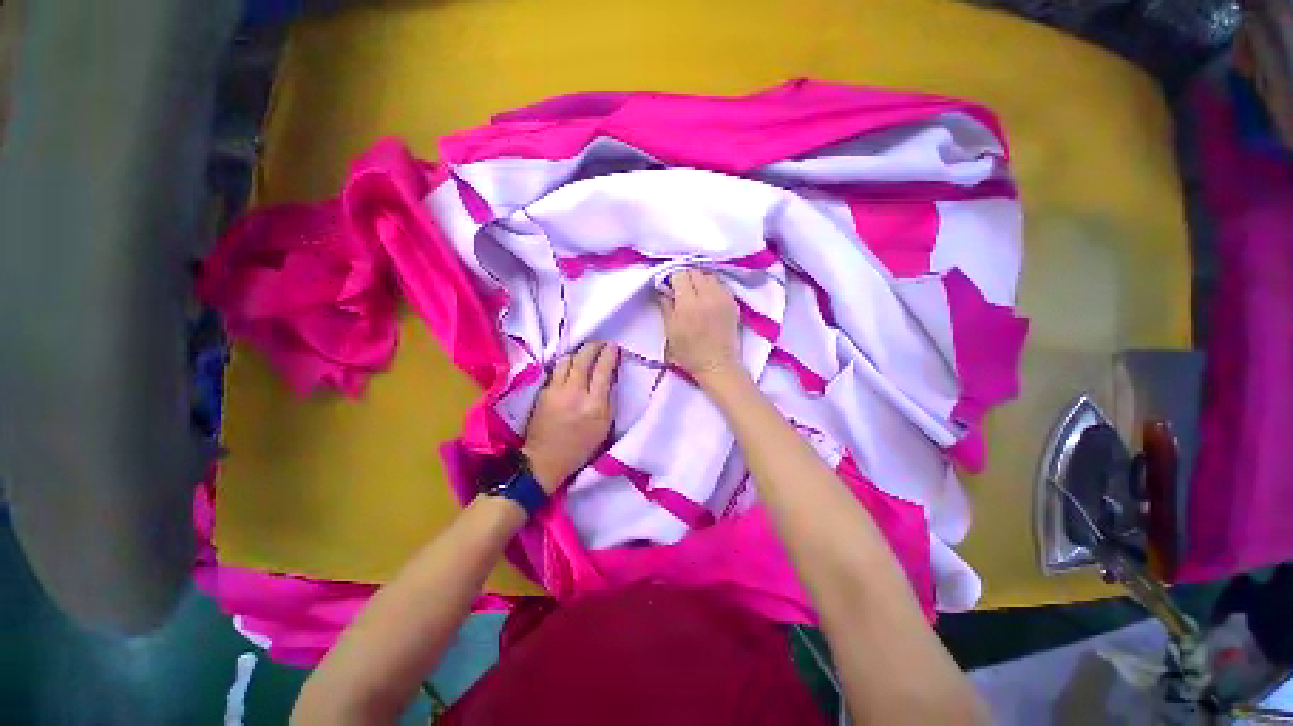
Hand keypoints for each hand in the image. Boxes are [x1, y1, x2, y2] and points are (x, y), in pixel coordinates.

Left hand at [522, 342, 619, 492]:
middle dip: (594, 347)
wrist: (545, 459)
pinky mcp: (543, 392)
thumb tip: (610, 376)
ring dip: (578, 354)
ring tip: (584, 356)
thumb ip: (609, 399)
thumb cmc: (581, 446)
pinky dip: (566, 365)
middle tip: (601, 345)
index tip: (614, 347)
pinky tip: (570, 369)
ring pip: (567, 360)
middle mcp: (574, 393)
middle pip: (583, 358)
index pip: (603, 370)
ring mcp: (555, 390)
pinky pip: (556, 370)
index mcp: (594, 404)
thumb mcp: (604, 426)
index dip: (609, 354)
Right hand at [658, 269, 741, 384]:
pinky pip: (720, 284)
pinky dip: (712, 286)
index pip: (680, 274)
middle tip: (681, 289)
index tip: (669, 286)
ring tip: (695, 292)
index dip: (672, 278)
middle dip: (685, 277)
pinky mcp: (733, 302)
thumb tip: (662, 287)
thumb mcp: (670, 331)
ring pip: (709, 275)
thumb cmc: (689, 353)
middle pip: (694, 271)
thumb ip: (666, 305)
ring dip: (699, 279)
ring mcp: (723, 297)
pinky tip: (708, 297)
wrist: (717, 365)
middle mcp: (707, 296)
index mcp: (688, 304)